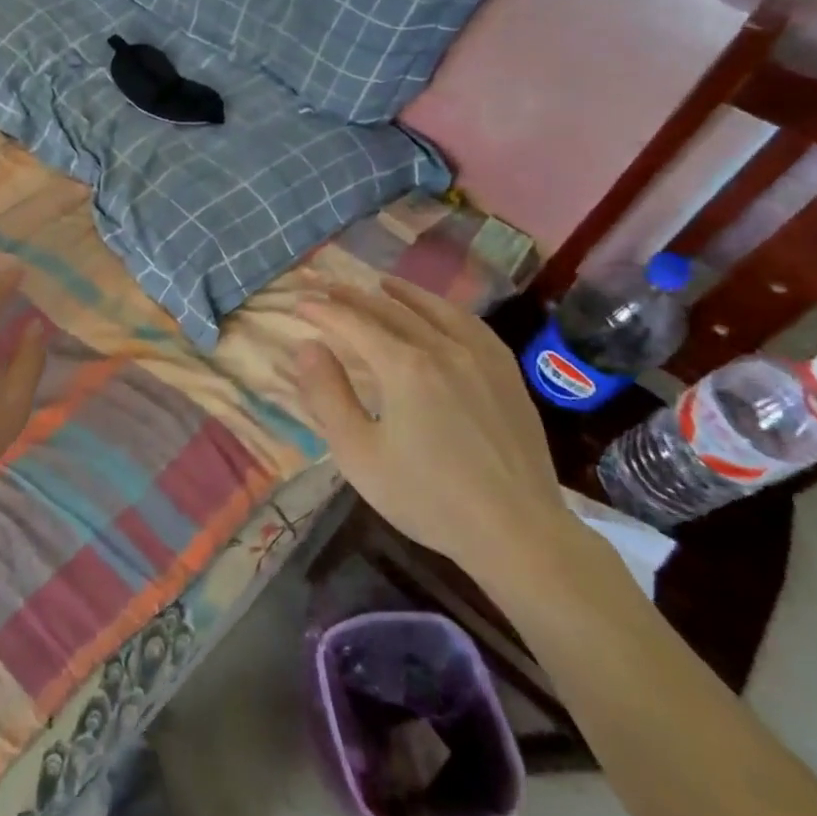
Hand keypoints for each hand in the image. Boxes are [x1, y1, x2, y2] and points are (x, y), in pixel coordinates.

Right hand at [290, 275, 568, 579]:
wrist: (518, 532)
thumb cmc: (428, 497)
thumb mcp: (359, 454)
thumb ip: (328, 395)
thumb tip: (308, 347)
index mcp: (404, 367)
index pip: (352, 323)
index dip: (322, 311)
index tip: (298, 305)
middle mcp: (442, 348)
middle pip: (389, 309)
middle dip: (353, 296)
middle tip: (326, 288)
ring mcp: (480, 357)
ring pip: (433, 309)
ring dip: (401, 292)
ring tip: (379, 283)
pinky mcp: (507, 373)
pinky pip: (470, 324)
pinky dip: (444, 309)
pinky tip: (438, 312)